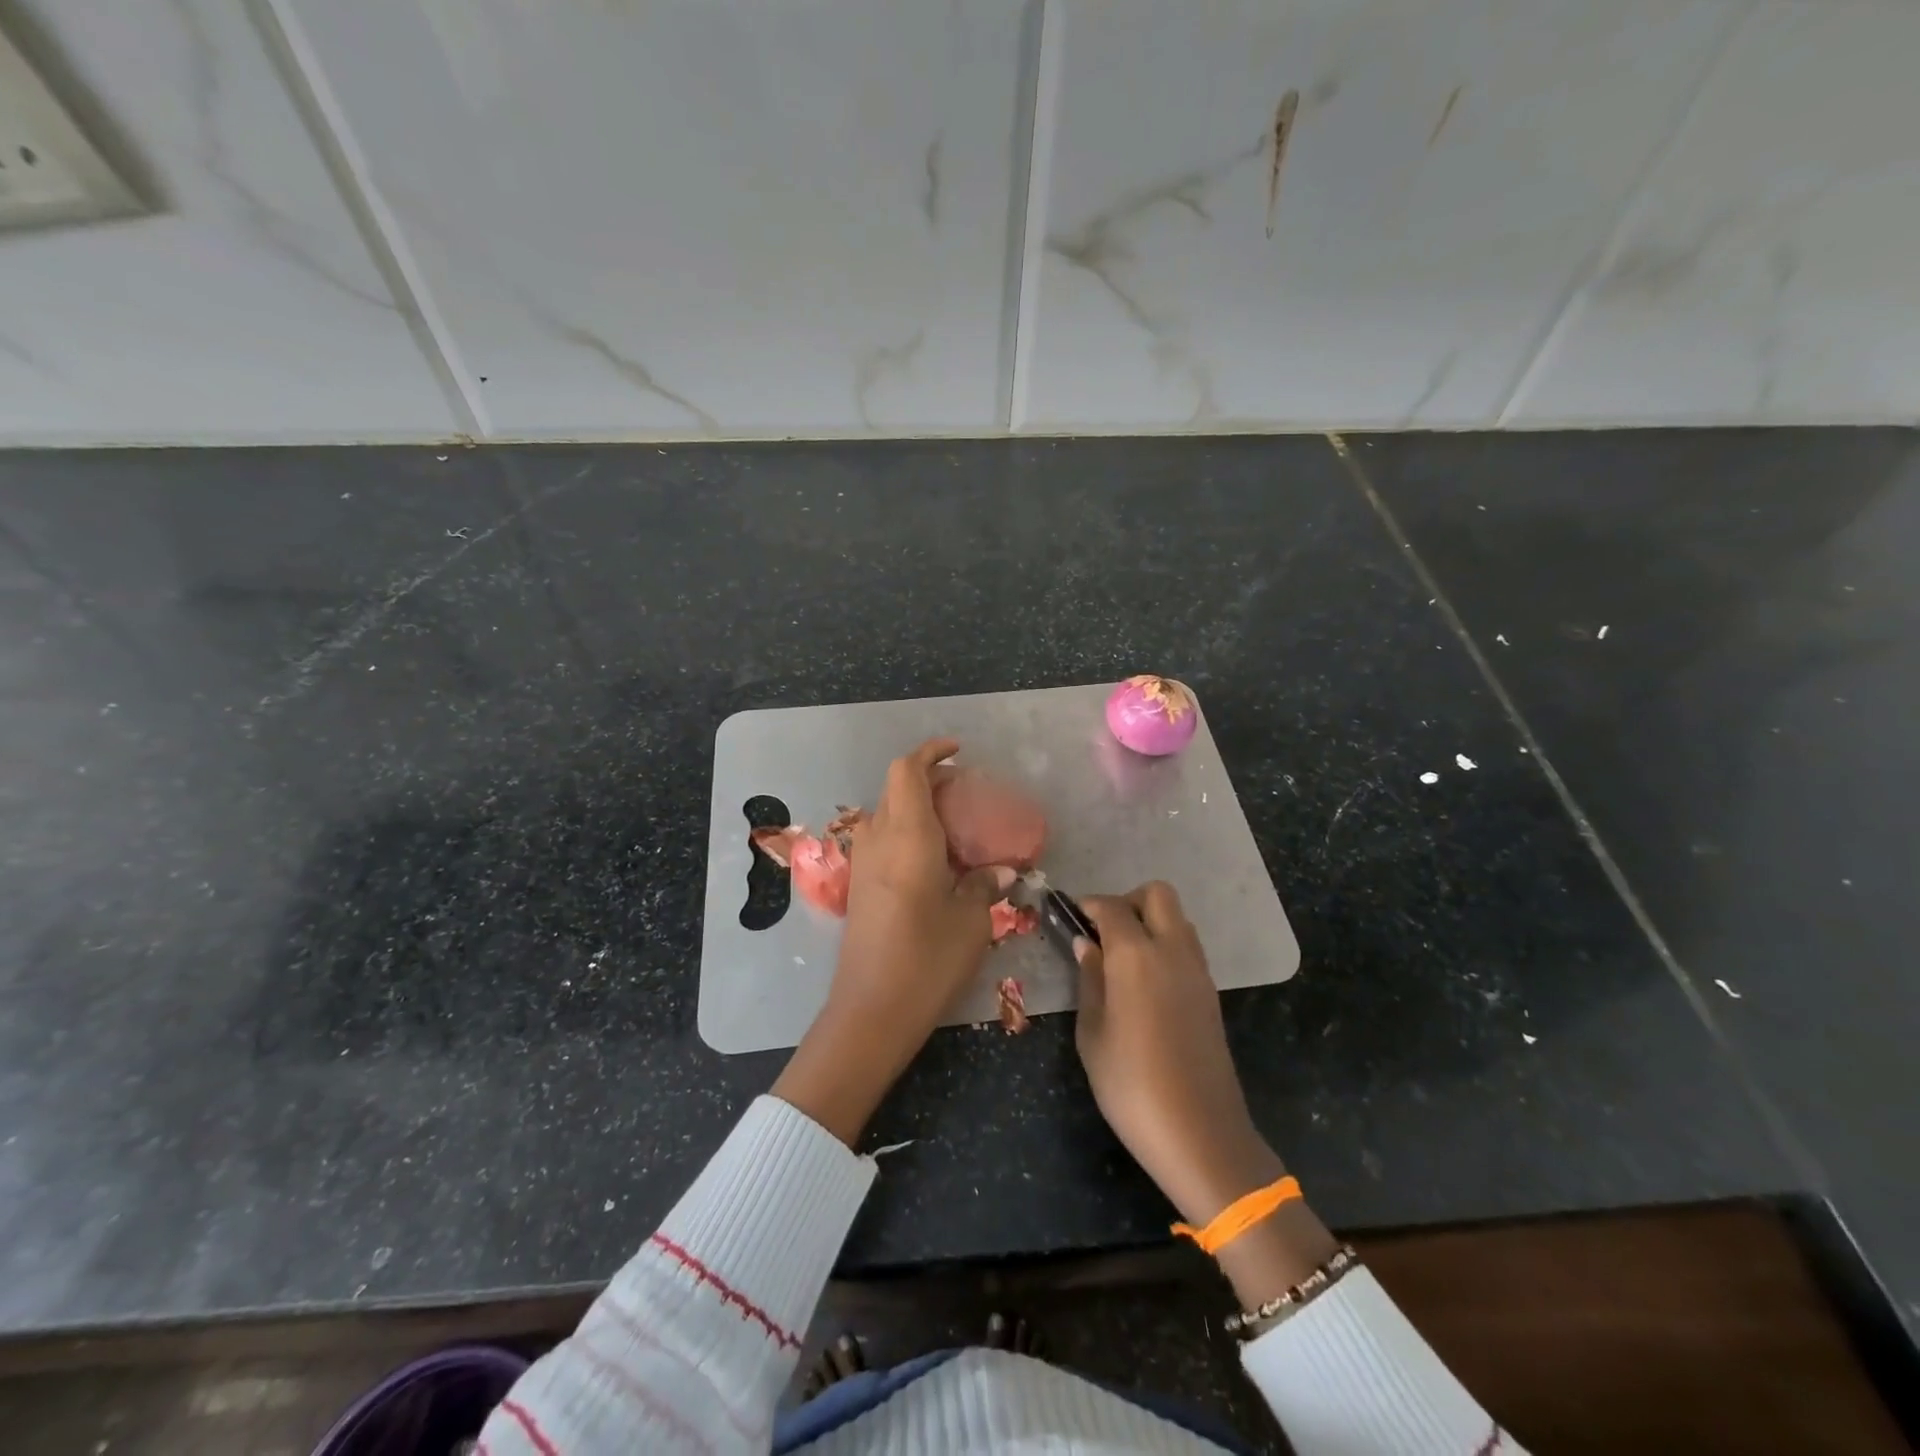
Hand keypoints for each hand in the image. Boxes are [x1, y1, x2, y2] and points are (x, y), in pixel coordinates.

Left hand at [773, 738, 1012, 1144]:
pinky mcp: (859, 887)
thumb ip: (985, 885)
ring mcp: (862, 864)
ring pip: (886, 814)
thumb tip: (1002, 871)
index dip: (931, 753)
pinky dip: (905, 833)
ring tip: (952, 827)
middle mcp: (878, 840)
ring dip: (915, 807)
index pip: (908, 771)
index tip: (958, 751)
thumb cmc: (927, 959)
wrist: (871, 1010)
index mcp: (907, 835)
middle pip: (895, 788)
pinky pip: (881, 841)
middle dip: (927, 780)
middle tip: (964, 794)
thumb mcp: (970, 920)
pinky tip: (933, 861)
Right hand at [1073, 883, 1275, 1222]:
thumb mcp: (1093, 1033)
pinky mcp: (1211, 993)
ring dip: (1150, 922)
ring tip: (1122, 959)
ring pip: (1177, 919)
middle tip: (1103, 933)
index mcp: (1137, 955)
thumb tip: (1086, 944)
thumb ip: (1090, 980)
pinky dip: (1166, 946)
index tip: (1070, 916)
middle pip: (1157, 895)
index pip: (1112, 906)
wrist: (1200, 1134)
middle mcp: (1173, 950)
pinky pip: (1187, 947)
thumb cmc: (1131, 1085)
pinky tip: (1145, 983)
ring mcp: (1198, 971)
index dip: (1088, 905)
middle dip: (1127, 902)